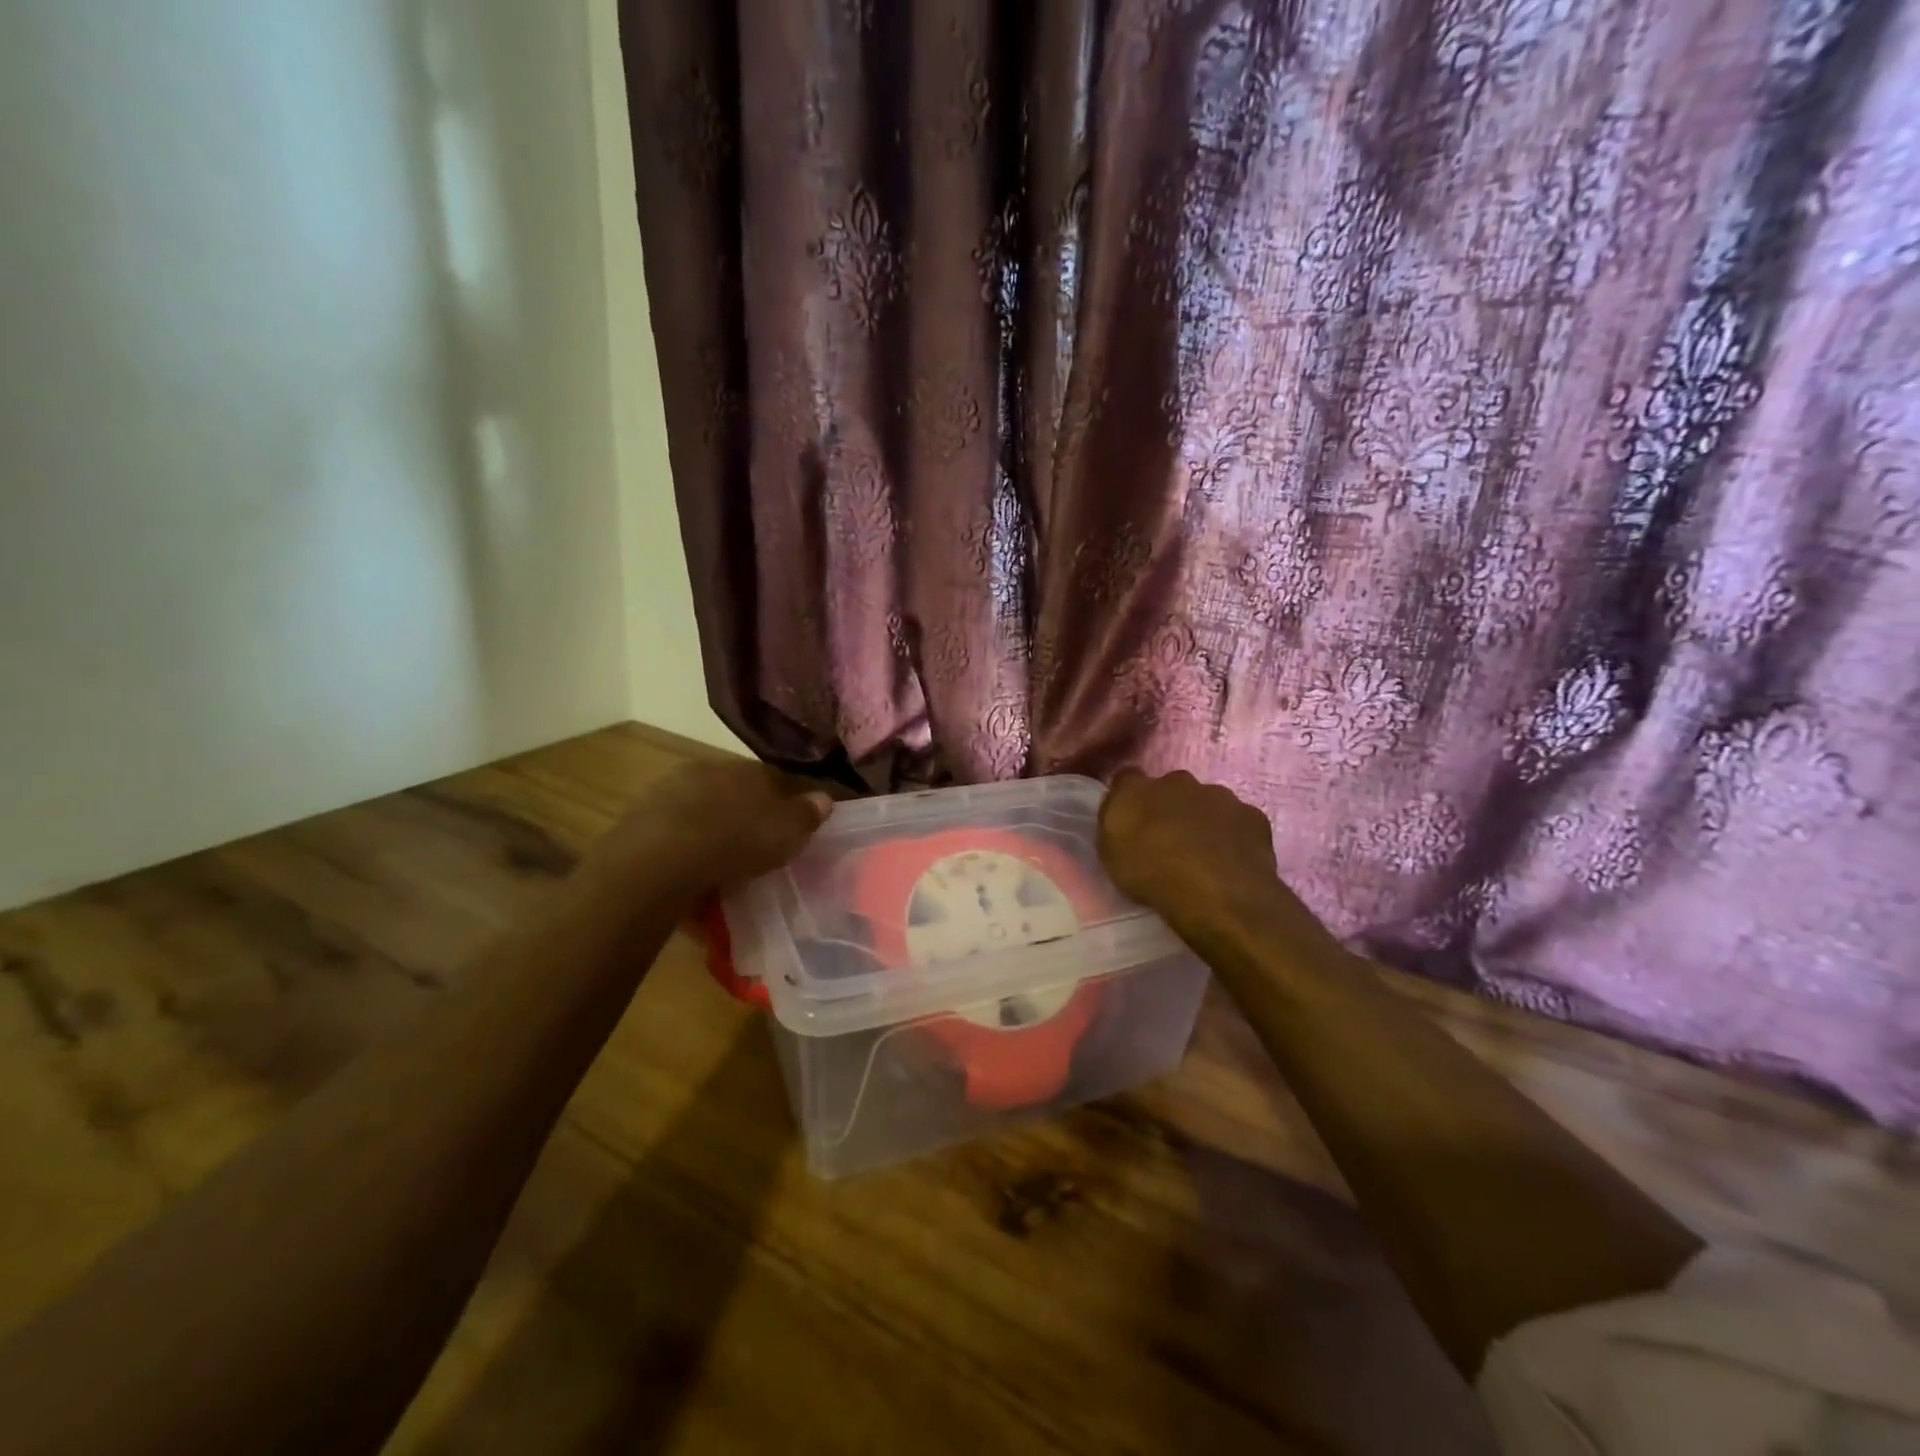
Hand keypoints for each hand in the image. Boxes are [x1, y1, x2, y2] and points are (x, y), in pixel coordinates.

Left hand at [587, 759, 832, 904]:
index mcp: (746, 768)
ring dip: (710, 829)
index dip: (783, 801)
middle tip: (753, 846)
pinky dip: (683, 848)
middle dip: (743, 814)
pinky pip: (673, 833)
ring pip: (701, 809)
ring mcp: (669, 791)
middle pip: (733, 791)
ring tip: (719, 863)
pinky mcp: (640, 819)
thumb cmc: (736, 841)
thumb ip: (807, 814)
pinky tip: (688, 873)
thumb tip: (825, 798)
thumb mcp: (787, 832)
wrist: (659, 861)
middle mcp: (707, 770)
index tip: (787, 826)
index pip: (772, 777)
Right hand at [1097, 769, 1332, 952]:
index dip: (1128, 797)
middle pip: (1171, 788)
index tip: (1129, 820)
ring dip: (1202, 820)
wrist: (1216, 893)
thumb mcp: (1111, 854)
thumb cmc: (1152, 874)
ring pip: (1208, 802)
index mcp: (1138, 788)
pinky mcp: (1253, 816)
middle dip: (1169, 807)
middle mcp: (1179, 781)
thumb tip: (1121, 809)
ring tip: (1202, 855)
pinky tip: (1230, 861)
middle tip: (1167, 840)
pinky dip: (1232, 835)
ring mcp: (1220, 796)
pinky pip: (1238, 822)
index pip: (1126, 778)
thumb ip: (1114, 824)